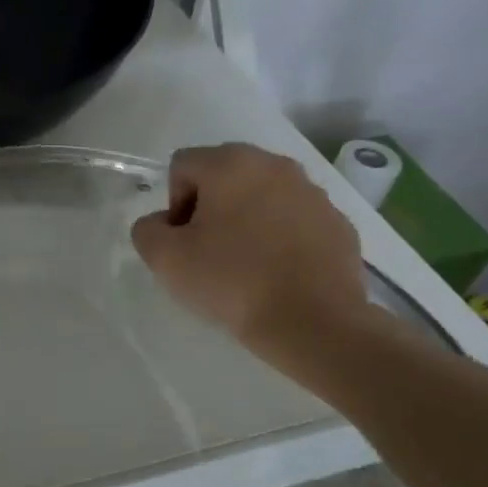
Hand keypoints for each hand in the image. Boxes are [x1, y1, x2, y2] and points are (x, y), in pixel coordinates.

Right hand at [131, 143, 372, 372]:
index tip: (183, 242)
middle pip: (225, 176)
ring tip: (245, 265)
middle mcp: (275, 165)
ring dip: (248, 221)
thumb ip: (148, 230)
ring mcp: (314, 193)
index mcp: (231, 164)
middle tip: (208, 252)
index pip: (183, 166)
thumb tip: (163, 224)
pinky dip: (282, 238)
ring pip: (263, 197)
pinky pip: (296, 221)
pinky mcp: (339, 223)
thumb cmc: (232, 282)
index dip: (173, 204)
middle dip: (210, 208)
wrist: (312, 322)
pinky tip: (278, 274)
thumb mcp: (165, 259)